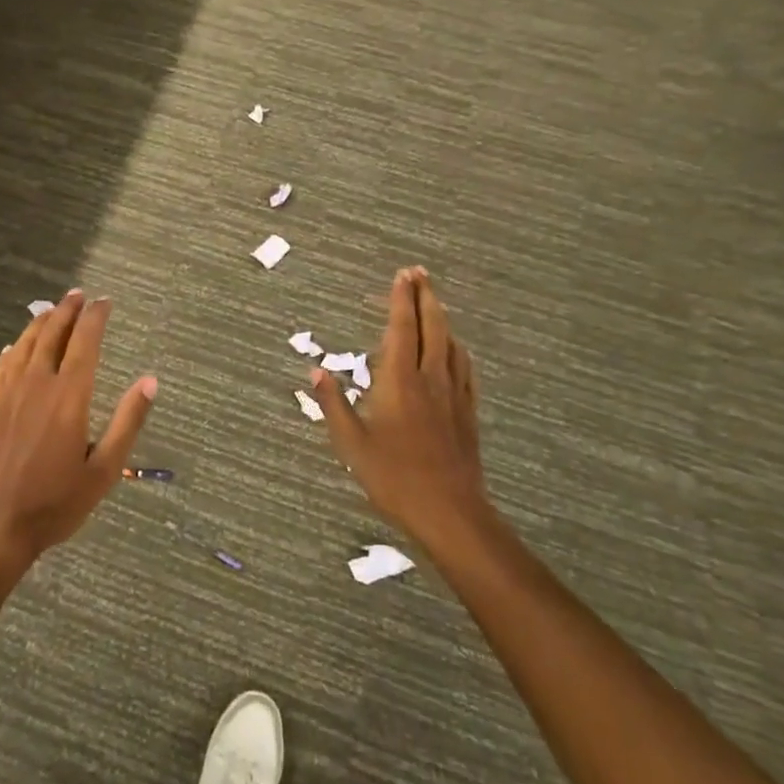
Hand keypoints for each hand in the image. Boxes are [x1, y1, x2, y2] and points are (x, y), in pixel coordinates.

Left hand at [0, 290, 157, 566]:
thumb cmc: (55, 502)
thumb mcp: (104, 470)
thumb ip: (127, 422)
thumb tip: (149, 381)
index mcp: (70, 396)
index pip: (85, 342)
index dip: (95, 317)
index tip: (105, 301)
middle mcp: (38, 384)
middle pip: (53, 334)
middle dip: (68, 310)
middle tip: (79, 294)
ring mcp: (10, 393)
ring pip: (26, 344)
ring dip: (41, 322)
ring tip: (53, 309)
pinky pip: (3, 366)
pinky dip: (13, 349)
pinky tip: (15, 346)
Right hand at [310, 267, 489, 545]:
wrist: (450, 511)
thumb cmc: (394, 477)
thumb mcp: (352, 443)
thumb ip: (333, 404)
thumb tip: (316, 370)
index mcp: (400, 380)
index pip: (402, 328)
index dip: (401, 299)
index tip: (402, 275)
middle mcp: (430, 378)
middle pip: (432, 325)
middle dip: (425, 296)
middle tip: (419, 272)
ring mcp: (453, 394)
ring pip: (450, 343)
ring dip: (442, 316)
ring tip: (433, 301)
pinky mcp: (468, 411)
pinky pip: (464, 367)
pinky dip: (457, 347)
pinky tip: (455, 348)